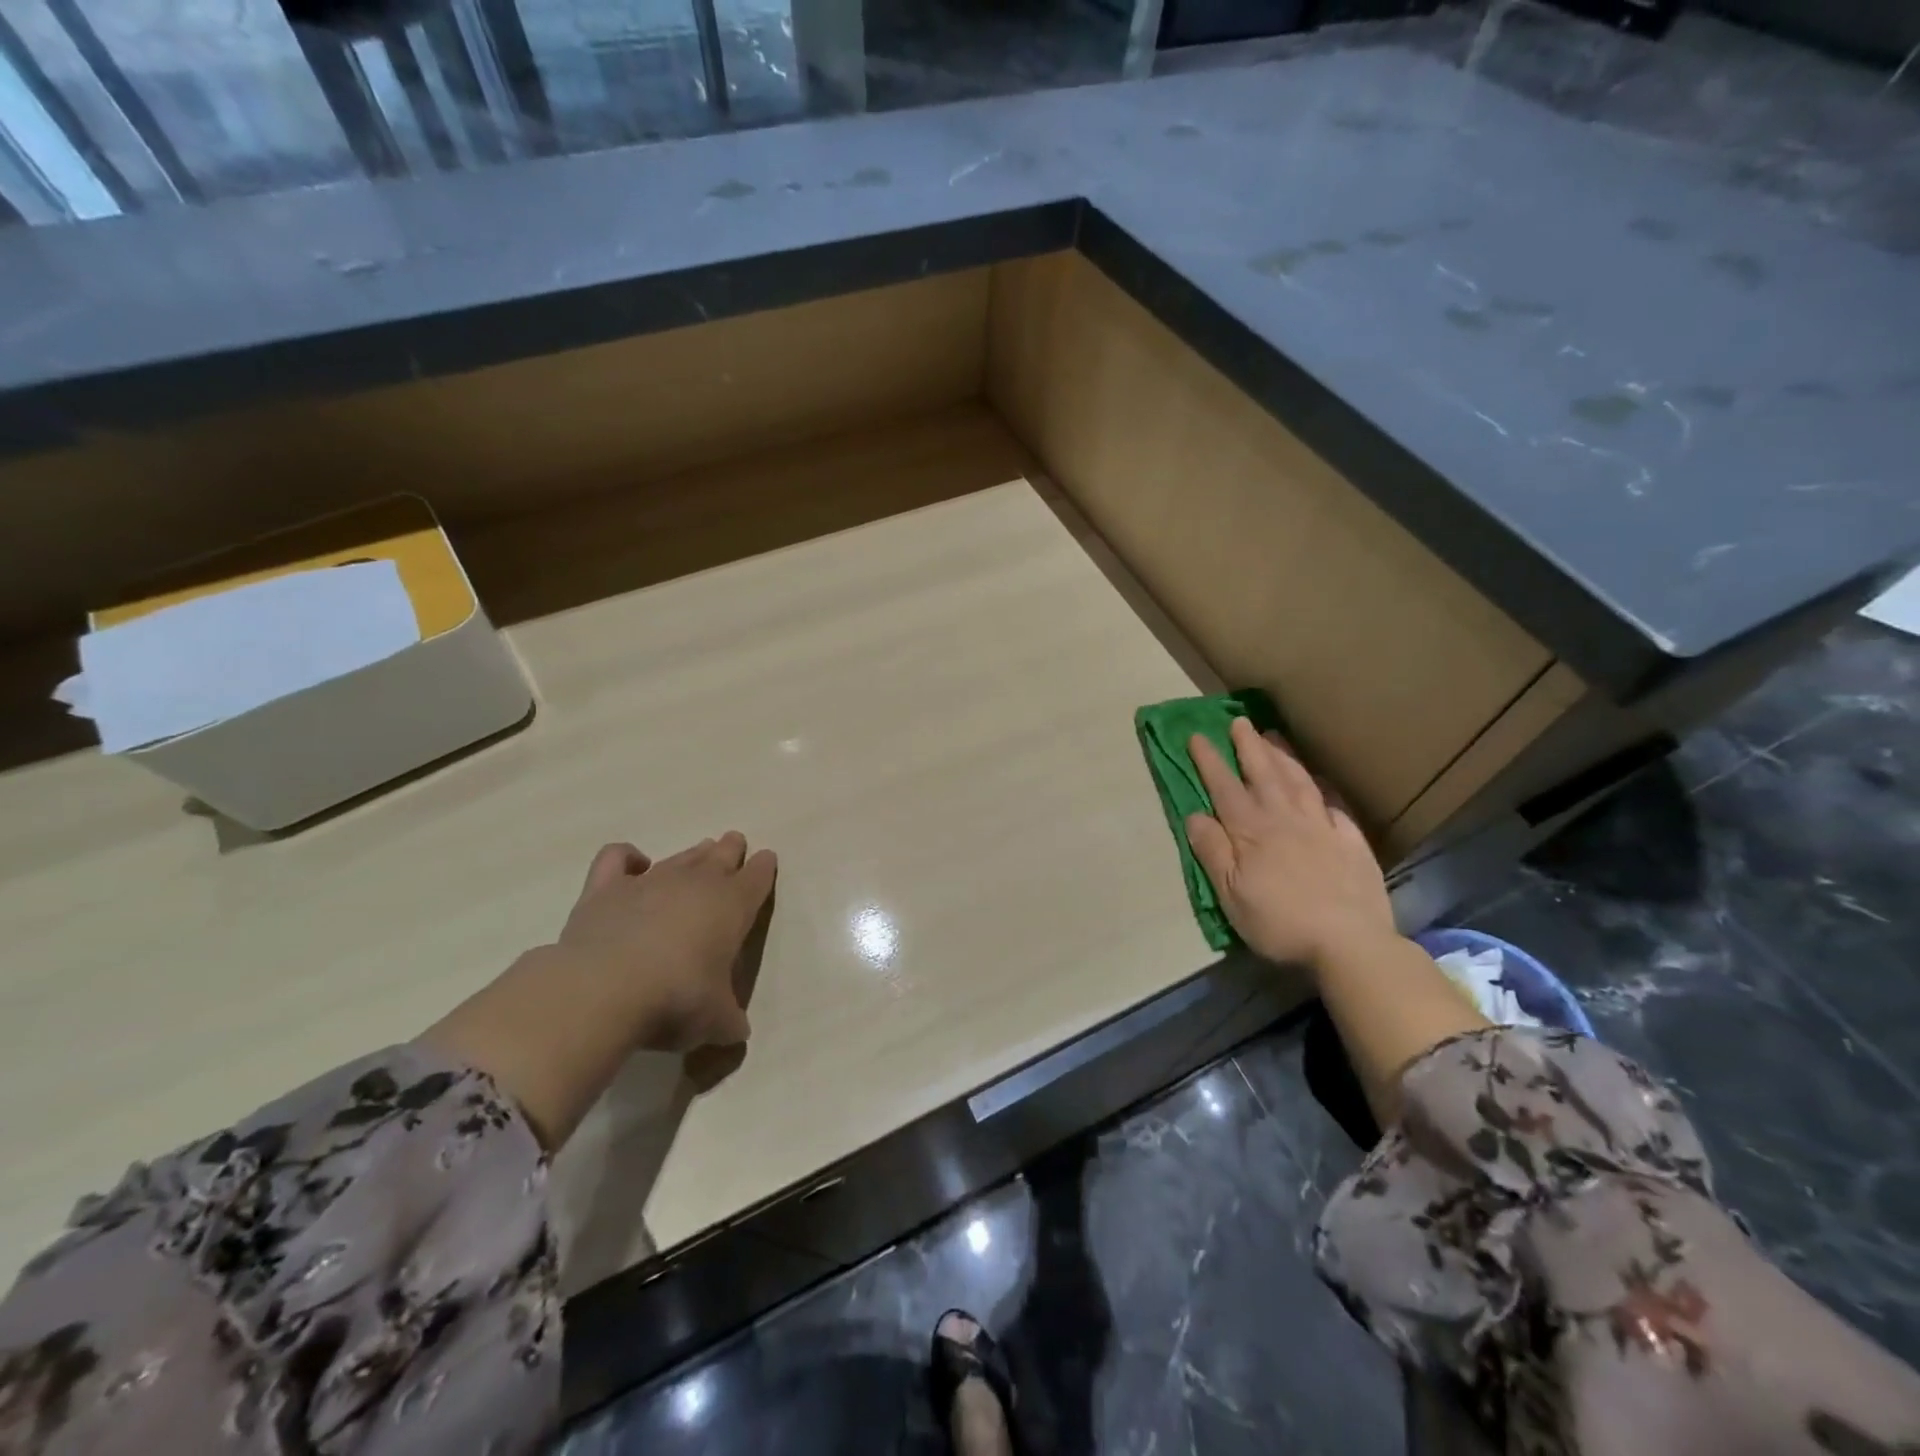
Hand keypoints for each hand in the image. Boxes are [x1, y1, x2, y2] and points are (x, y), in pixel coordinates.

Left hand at [558, 832, 777, 1053]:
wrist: (605, 990)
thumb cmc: (677, 1000)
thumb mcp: (716, 1021)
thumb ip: (730, 1020)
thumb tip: (736, 1031)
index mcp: (733, 906)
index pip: (757, 877)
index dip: (764, 868)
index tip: (766, 860)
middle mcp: (695, 884)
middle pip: (721, 855)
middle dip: (731, 849)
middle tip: (734, 843)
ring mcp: (649, 881)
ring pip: (680, 857)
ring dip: (693, 854)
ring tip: (700, 852)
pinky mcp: (606, 888)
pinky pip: (617, 858)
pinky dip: (627, 857)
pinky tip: (634, 863)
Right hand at [1185, 717, 1394, 972]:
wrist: (1349, 942)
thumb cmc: (1279, 922)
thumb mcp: (1231, 893)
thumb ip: (1212, 851)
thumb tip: (1195, 815)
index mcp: (1251, 831)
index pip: (1225, 787)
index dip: (1210, 760)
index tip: (1198, 735)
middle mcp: (1284, 819)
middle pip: (1264, 773)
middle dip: (1249, 746)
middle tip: (1240, 721)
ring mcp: (1321, 827)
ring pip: (1298, 781)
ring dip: (1284, 756)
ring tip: (1274, 736)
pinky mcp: (1351, 841)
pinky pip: (1334, 804)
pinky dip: (1323, 787)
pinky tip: (1319, 780)